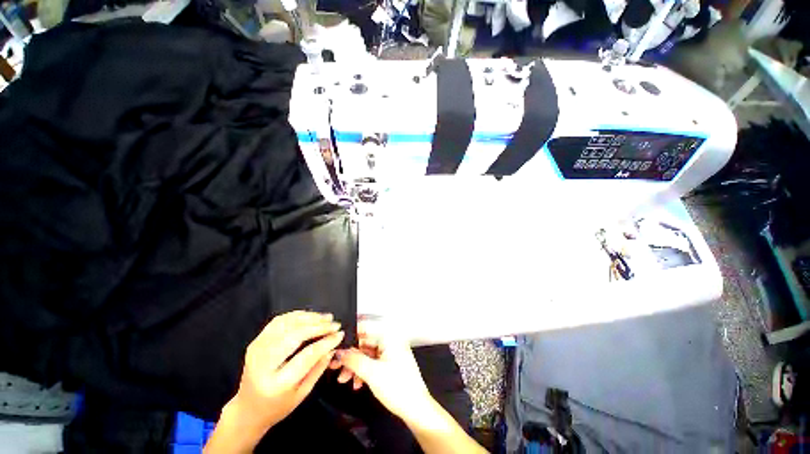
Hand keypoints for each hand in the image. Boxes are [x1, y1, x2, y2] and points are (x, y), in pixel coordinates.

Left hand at [228, 311, 343, 434]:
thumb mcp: (302, 393)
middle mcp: (263, 364)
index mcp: (277, 384)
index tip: (340, 334)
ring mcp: (256, 350)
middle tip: (334, 324)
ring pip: (287, 324)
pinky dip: (296, 315)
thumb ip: (318, 368)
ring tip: (326, 318)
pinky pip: (278, 321)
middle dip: (319, 326)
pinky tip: (310, 316)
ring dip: (309, 317)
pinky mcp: (256, 342)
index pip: (307, 356)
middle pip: (295, 335)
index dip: (326, 342)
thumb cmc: (278, 406)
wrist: (248, 410)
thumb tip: (333, 346)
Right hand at [332, 320, 432, 421]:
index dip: (350, 337)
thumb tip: (340, 353)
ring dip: (355, 366)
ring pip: (367, 355)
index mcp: (390, 337)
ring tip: (344, 378)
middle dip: (350, 357)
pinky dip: (363, 371)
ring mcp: (391, 353)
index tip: (337, 345)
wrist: (416, 409)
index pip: (366, 330)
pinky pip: (373, 362)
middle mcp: (391, 342)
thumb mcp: (372, 373)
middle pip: (365, 344)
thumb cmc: (400, 389)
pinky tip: (357, 383)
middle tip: (336, 365)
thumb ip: (354, 360)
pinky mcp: (391, 364)